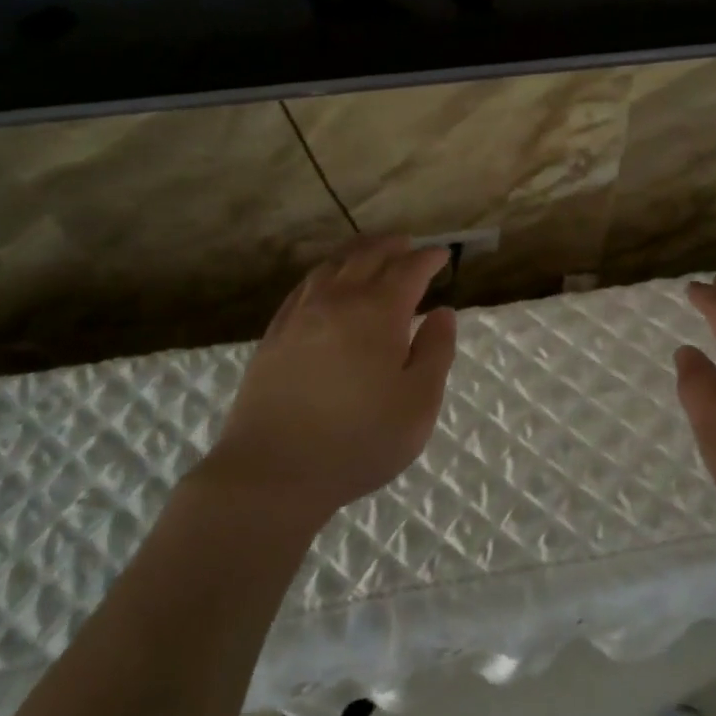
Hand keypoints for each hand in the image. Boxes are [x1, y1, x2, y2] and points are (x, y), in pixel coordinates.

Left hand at [195, 235, 457, 535]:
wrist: (272, 472)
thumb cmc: (358, 440)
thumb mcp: (418, 403)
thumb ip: (436, 352)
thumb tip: (443, 313)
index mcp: (378, 313)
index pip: (408, 270)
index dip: (428, 259)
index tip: (442, 255)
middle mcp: (338, 301)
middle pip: (367, 256)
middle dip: (392, 246)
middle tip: (409, 244)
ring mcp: (300, 315)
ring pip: (332, 266)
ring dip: (357, 251)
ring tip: (371, 251)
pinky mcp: (275, 334)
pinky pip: (303, 286)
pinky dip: (324, 273)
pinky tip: (326, 282)